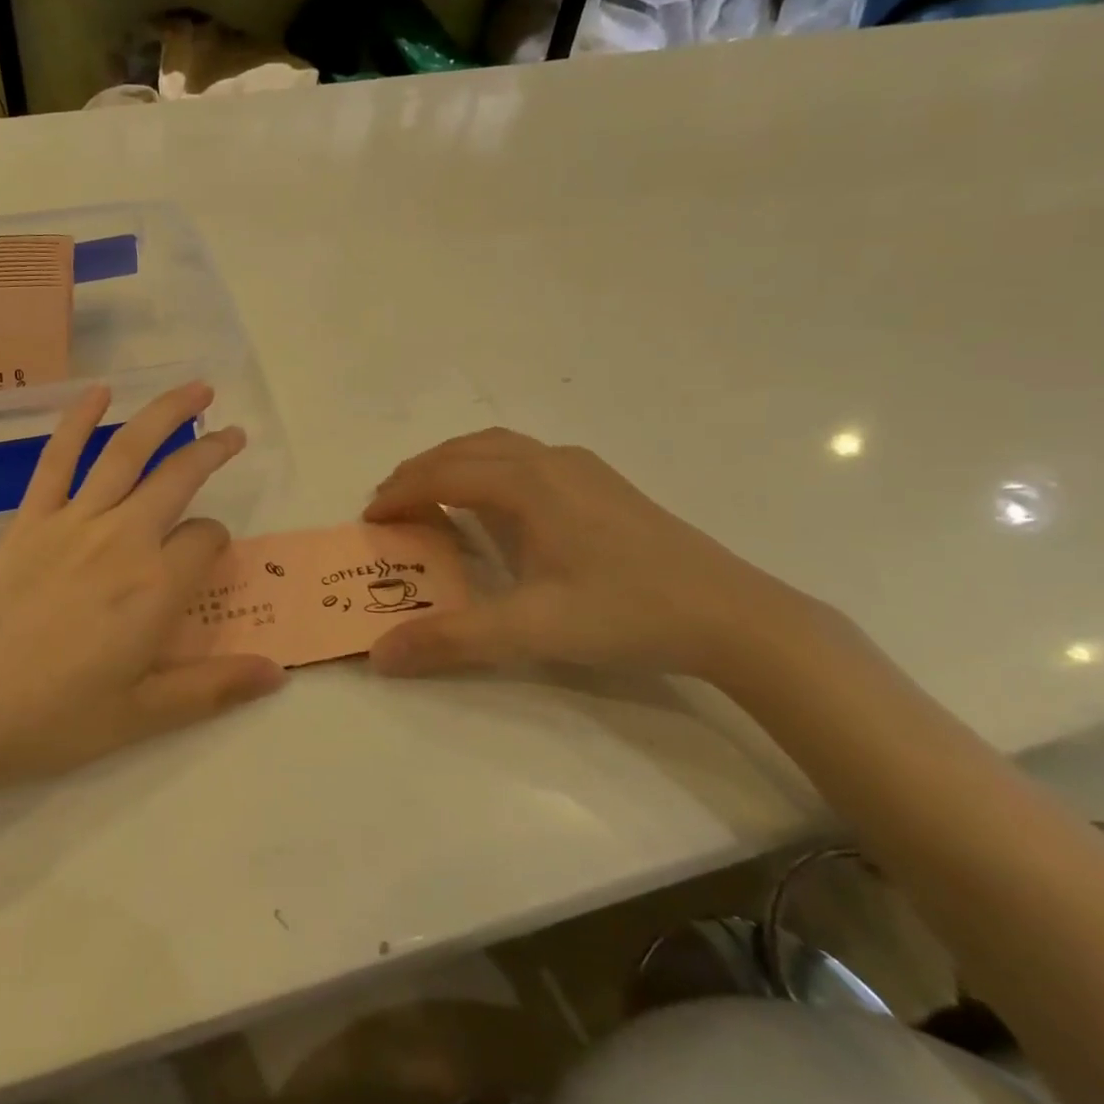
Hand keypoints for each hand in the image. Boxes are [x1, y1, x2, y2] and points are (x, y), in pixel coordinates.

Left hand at [0, 382, 282, 802]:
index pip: (207, 542)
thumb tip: (278, 672)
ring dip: (166, 414)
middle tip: (235, 435)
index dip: (216, 546)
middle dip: (213, 451)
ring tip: (197, 390)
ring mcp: (73, 521)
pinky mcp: (30, 518)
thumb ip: (213, 688)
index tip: (207, 563)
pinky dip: (78, 420)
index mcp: (156, 587)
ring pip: (129, 452)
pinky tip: (99, 392)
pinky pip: (58, 458)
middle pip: (179, 478)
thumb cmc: (51, 718)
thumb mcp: (142, 715)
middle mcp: (123, 539)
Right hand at [363, 429, 820, 681]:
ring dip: (454, 466)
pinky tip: (496, 507)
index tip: (369, 520)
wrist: (734, 616)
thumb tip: (379, 655)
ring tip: (431, 498)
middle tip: (389, 506)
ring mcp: (581, 469)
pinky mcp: (602, 484)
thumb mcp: (531, 630)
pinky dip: (487, 470)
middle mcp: (549, 462)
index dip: (399, 493)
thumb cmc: (626, 612)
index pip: (442, 474)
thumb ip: (450, 638)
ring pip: (497, 448)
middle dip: (419, 473)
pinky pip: (524, 460)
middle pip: (465, 450)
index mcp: (526, 483)